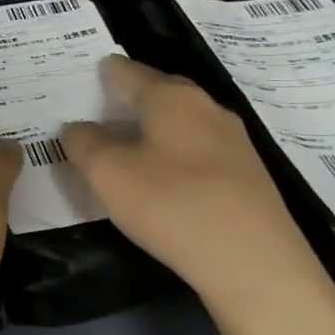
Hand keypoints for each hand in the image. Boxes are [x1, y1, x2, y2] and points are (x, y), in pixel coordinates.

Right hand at [62, 55, 316, 311]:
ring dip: (153, 130)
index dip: (101, 74)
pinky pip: (199, 150)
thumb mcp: (109, 174)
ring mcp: (233, 140)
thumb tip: (78, 127)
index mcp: (171, 96)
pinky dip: (175, 155)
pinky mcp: (247, 174)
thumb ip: (85, 143)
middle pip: (158, 92)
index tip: (80, 83)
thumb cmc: (173, 205)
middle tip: (97, 116)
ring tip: (125, 149)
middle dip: (128, 100)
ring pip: (181, 122)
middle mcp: (206, 106)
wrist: (256, 264)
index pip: (127, 70)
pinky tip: (164, 180)